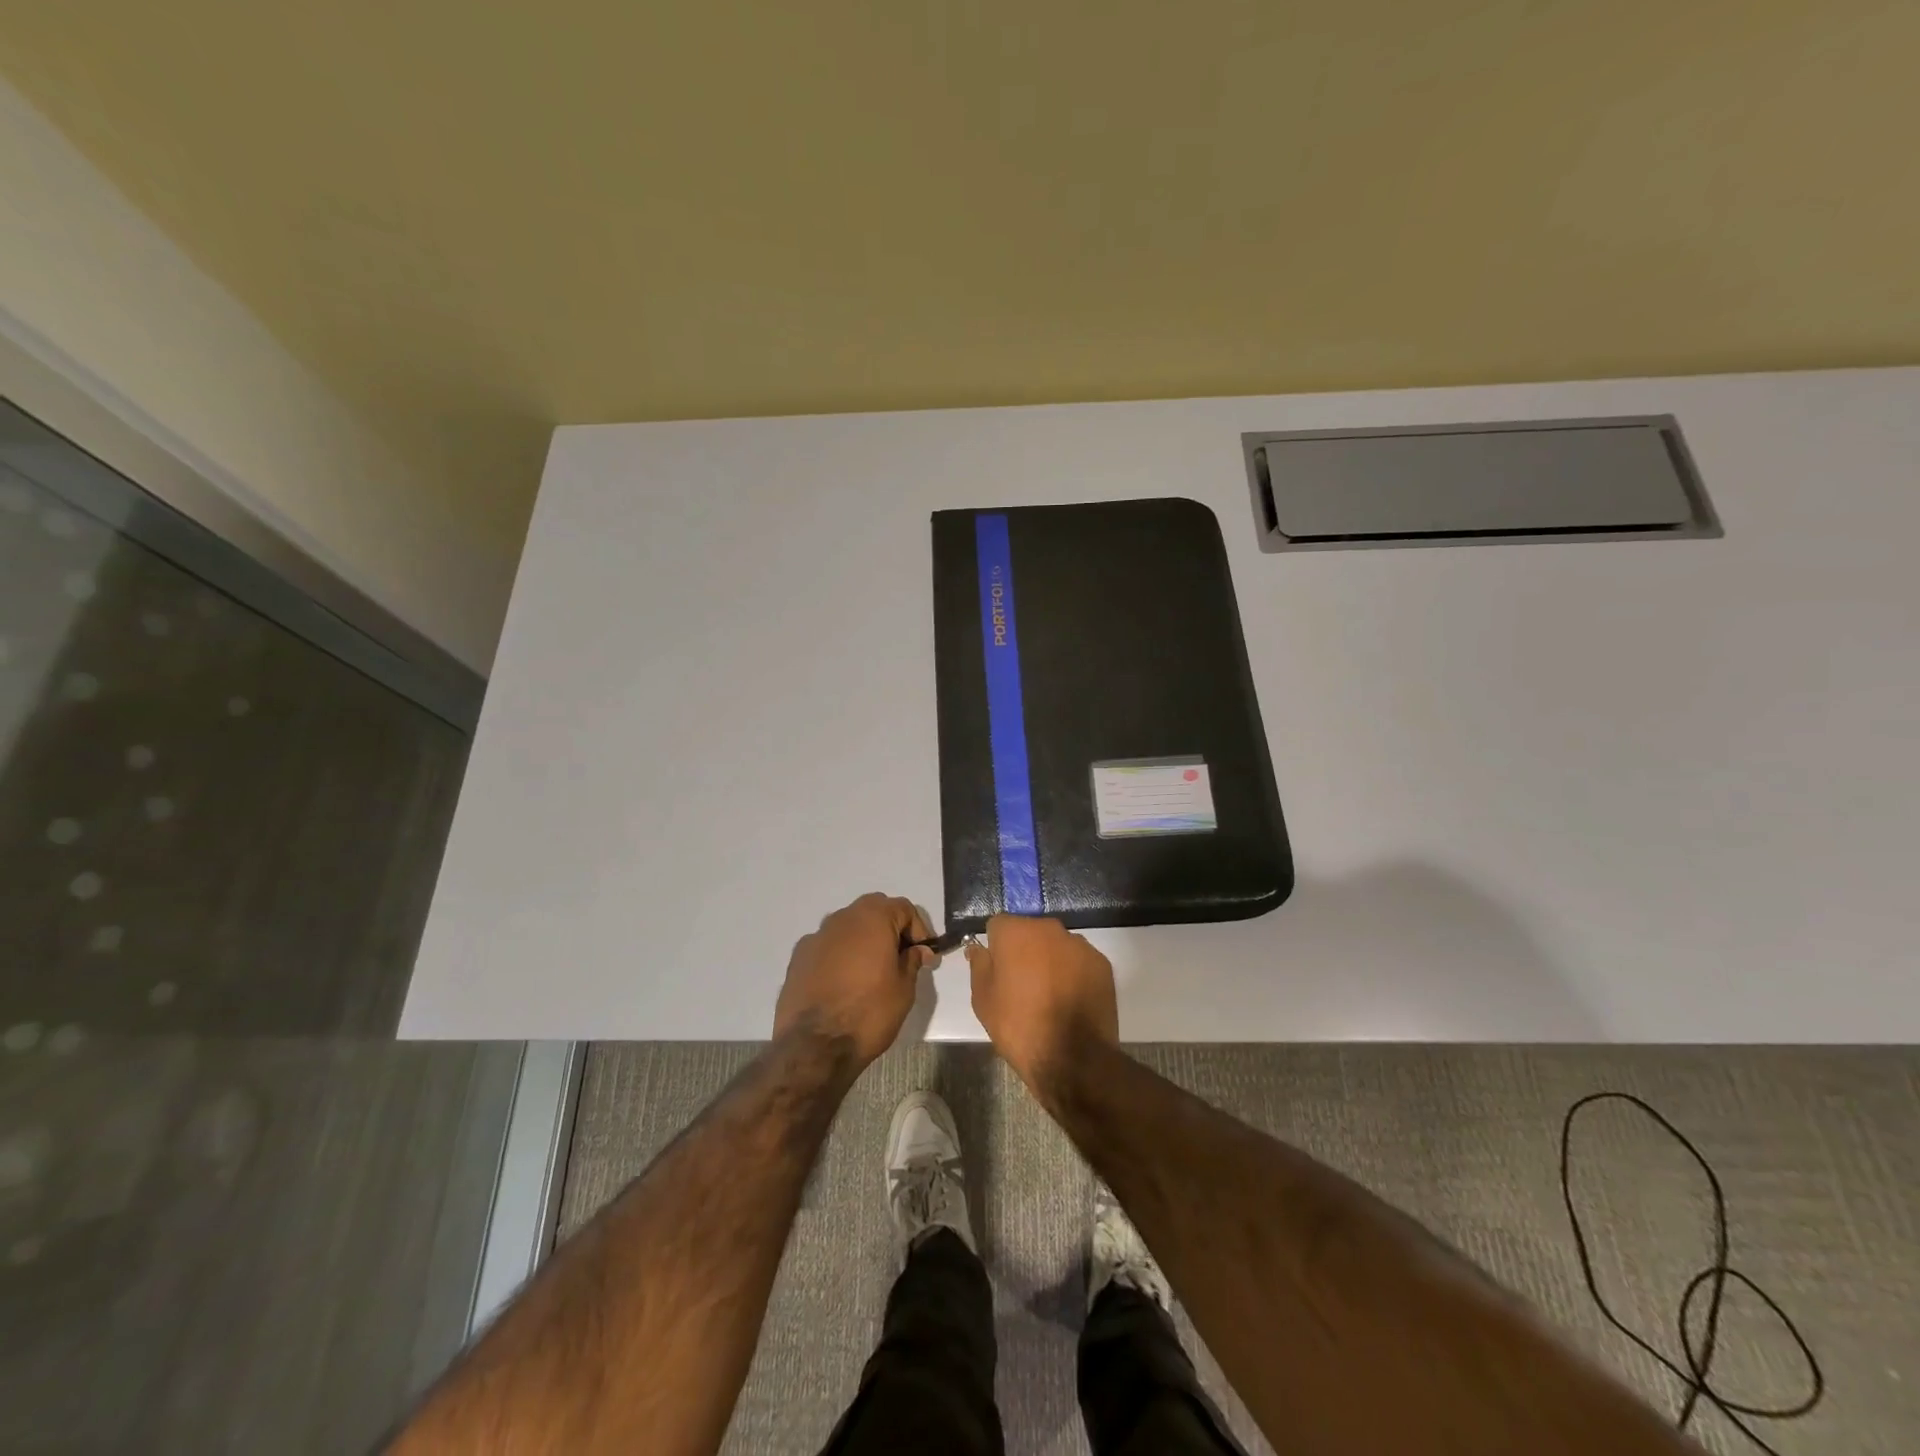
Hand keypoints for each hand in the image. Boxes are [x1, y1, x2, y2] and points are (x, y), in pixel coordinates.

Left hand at [773, 893, 933, 1067]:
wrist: (814, 1045)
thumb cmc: (868, 1012)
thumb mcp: (904, 989)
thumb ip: (912, 961)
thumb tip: (918, 950)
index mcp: (872, 918)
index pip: (904, 908)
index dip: (919, 929)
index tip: (925, 955)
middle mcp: (842, 918)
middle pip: (874, 910)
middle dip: (891, 929)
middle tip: (901, 958)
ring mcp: (816, 936)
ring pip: (848, 927)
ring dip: (863, 940)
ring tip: (871, 972)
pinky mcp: (798, 957)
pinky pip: (827, 946)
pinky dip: (840, 955)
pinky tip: (843, 982)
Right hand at [967, 915, 1117, 1091]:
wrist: (1072, 1058)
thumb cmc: (1019, 1026)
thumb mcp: (983, 1000)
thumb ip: (979, 966)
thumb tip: (978, 948)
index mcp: (1016, 932)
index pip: (998, 926)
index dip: (996, 948)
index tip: (998, 972)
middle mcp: (1049, 928)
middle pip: (1030, 932)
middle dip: (1025, 951)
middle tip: (1022, 985)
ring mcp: (1079, 945)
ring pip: (1057, 946)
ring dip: (1051, 961)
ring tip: (1050, 996)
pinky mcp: (1102, 963)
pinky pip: (1080, 961)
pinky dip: (1074, 974)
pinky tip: (1071, 1001)